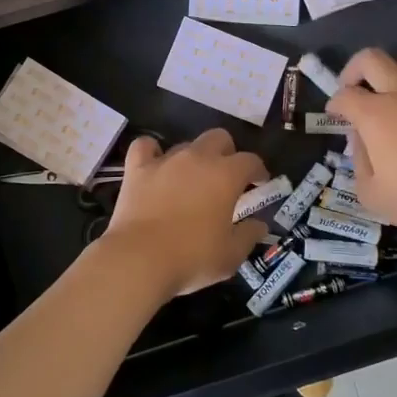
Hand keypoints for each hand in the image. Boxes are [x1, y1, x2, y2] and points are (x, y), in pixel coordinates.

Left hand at [100, 129, 268, 299]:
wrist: (140, 259)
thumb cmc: (192, 257)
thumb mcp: (231, 255)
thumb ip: (249, 235)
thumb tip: (259, 224)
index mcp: (226, 175)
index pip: (251, 160)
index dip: (258, 170)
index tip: (259, 183)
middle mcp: (198, 158)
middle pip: (219, 138)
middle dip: (227, 153)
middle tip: (226, 177)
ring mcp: (165, 160)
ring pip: (185, 144)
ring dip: (193, 157)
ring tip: (191, 180)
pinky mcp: (137, 168)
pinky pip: (145, 146)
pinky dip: (151, 152)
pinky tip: (154, 165)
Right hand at [329, 49, 396, 255]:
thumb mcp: (371, 193)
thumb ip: (358, 161)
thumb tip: (361, 139)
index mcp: (375, 115)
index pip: (345, 95)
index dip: (334, 104)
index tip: (335, 115)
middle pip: (372, 58)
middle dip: (355, 69)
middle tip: (354, 89)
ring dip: (394, 73)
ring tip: (393, 94)